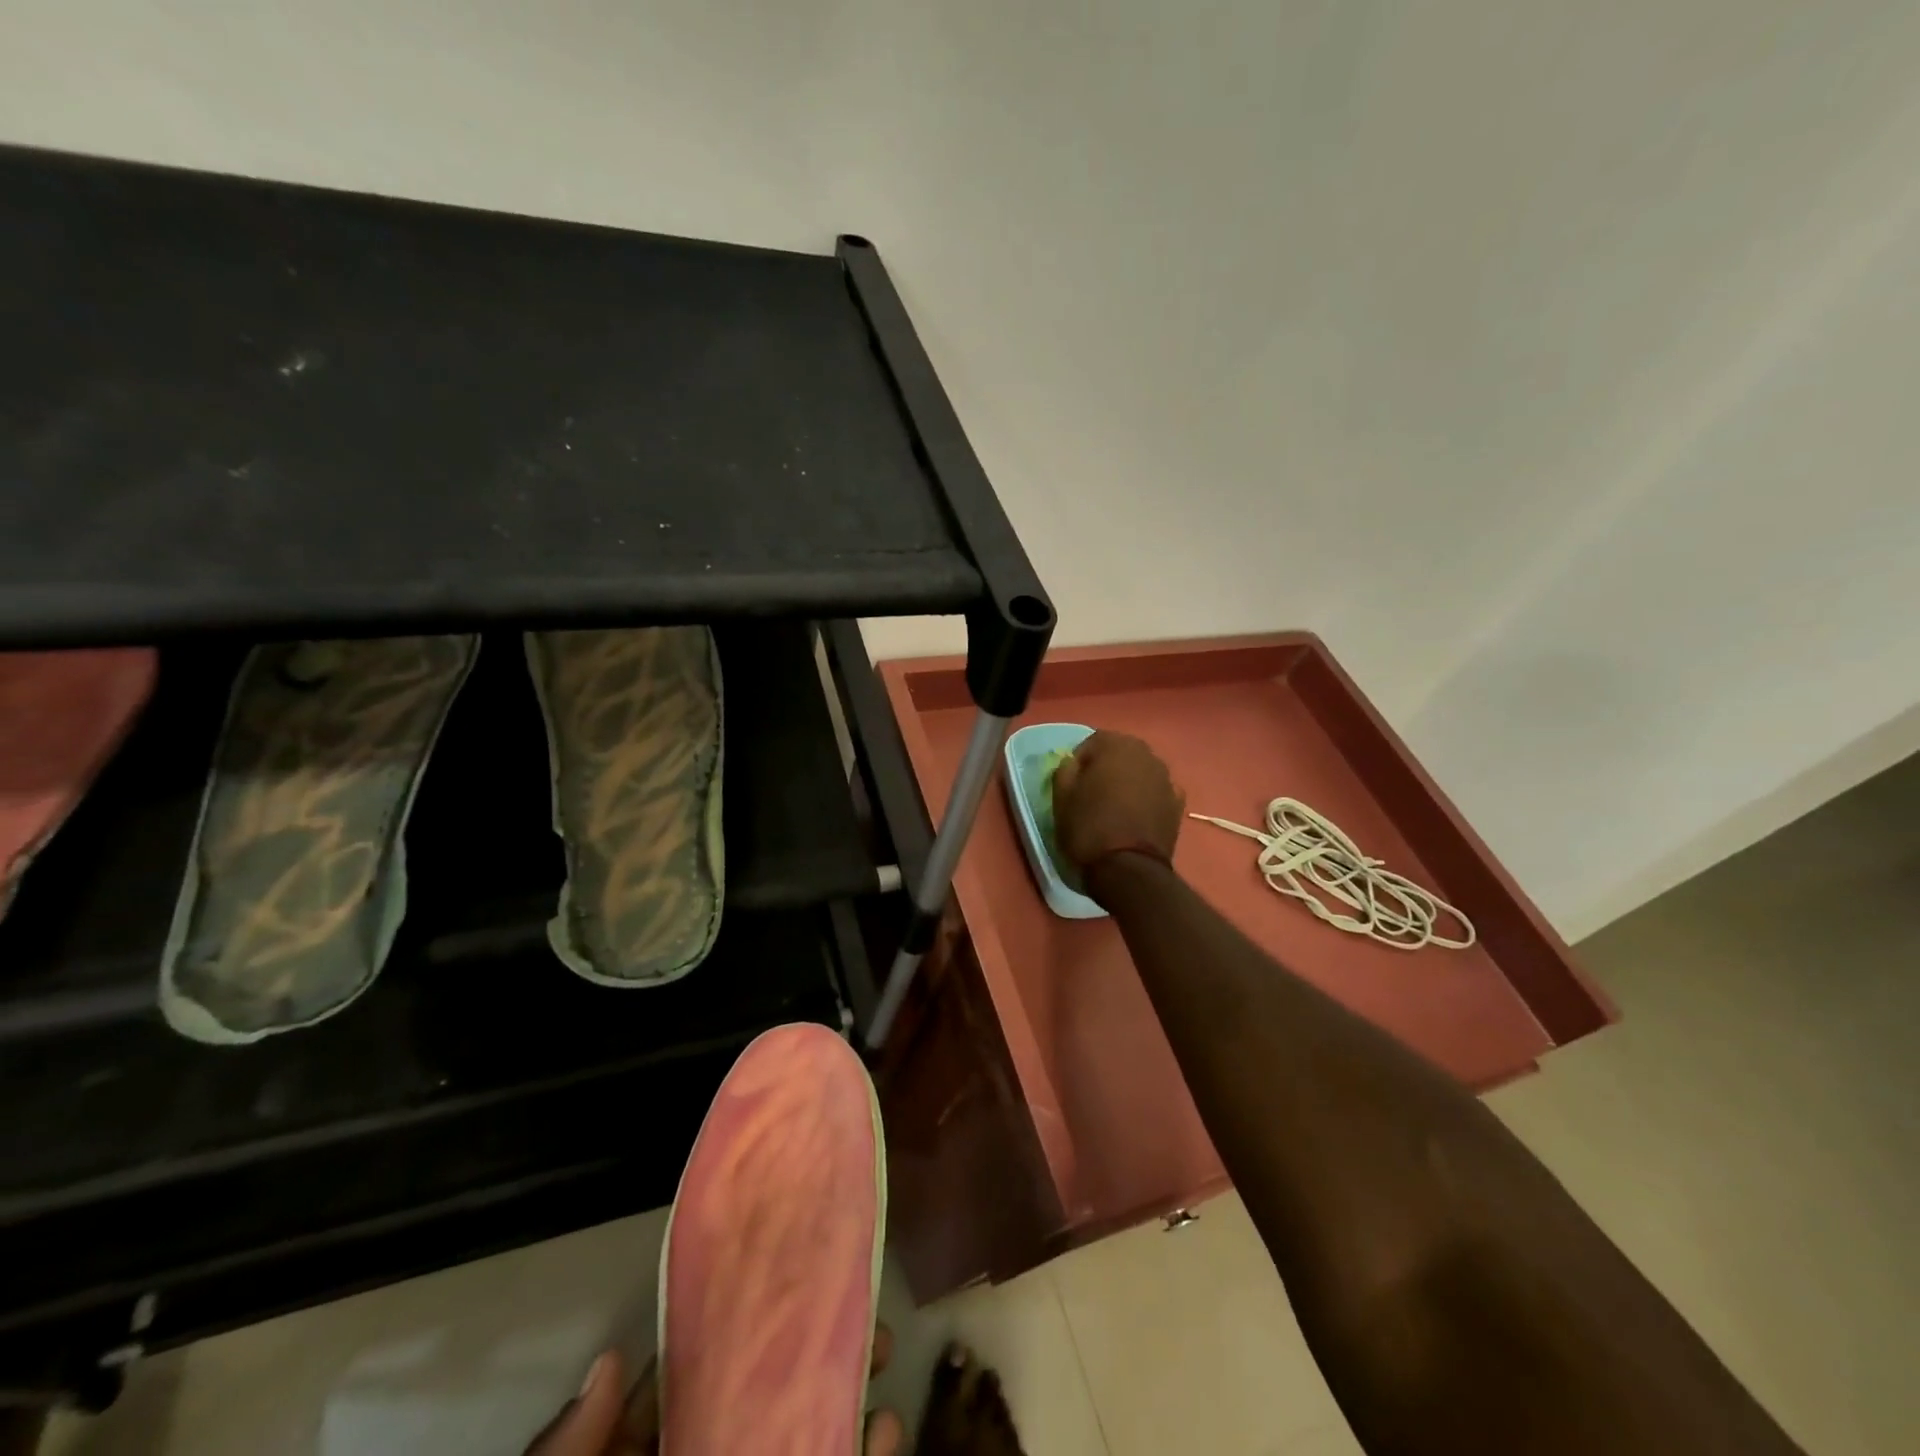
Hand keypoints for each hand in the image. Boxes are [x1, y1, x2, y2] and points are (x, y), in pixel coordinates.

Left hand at [527, 1328, 902, 1455]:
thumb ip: (571, 1450)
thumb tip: (612, 1359)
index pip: (690, 1389)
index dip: (734, 1337)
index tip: (783, 1287)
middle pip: (759, 1406)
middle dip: (808, 1358)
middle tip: (853, 1311)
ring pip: (804, 1440)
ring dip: (846, 1401)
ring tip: (881, 1353)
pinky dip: (863, 1452)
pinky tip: (888, 1427)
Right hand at [1050, 731, 1183, 876]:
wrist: (1128, 869)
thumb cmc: (1088, 828)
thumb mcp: (1061, 797)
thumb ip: (1066, 769)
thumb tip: (1074, 762)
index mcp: (1117, 746)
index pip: (1093, 741)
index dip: (1080, 761)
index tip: (1073, 783)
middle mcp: (1147, 754)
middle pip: (1121, 753)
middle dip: (1108, 767)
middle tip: (1093, 793)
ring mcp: (1167, 778)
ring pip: (1141, 771)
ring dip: (1129, 782)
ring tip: (1116, 806)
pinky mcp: (1178, 804)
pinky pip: (1156, 792)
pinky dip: (1147, 798)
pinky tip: (1136, 817)